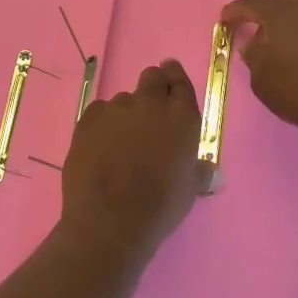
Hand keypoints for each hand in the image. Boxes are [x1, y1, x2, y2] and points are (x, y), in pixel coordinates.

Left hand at [61, 60, 207, 256]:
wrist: (109, 220)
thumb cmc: (159, 207)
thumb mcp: (189, 189)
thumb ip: (197, 170)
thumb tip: (210, 171)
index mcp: (181, 117)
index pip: (179, 81)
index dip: (174, 78)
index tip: (170, 79)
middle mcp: (149, 104)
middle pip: (152, 77)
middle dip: (153, 87)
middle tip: (150, 111)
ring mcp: (115, 109)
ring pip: (123, 99)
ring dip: (127, 113)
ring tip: (122, 143)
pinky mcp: (87, 119)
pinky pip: (99, 112)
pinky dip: (102, 124)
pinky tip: (101, 148)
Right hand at [222, 0, 297, 142]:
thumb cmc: (297, 90)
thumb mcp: (261, 78)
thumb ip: (254, 55)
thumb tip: (254, 44)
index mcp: (281, 14)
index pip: (252, 3)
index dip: (235, 10)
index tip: (226, 19)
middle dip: (272, 9)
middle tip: (265, 31)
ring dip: (295, 22)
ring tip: (288, 47)